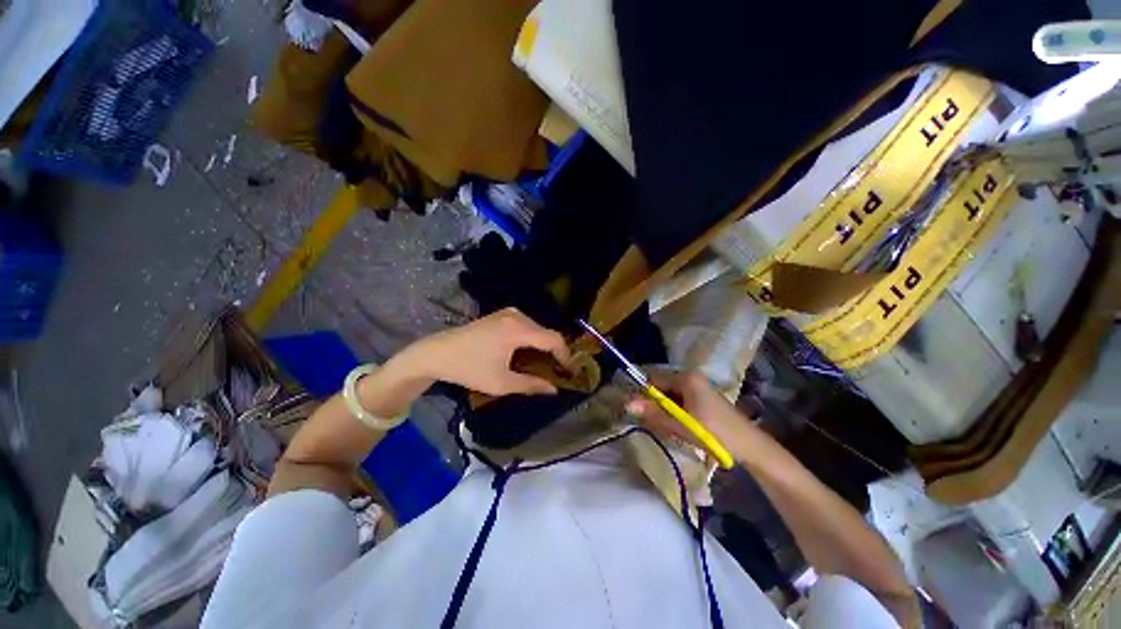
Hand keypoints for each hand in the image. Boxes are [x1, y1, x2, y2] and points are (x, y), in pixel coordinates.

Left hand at [407, 308, 570, 395]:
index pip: (553, 339)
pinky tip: (528, 354)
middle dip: (555, 351)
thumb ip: (531, 385)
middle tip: (559, 371)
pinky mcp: (501, 315)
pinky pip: (526, 326)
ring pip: (537, 329)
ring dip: (543, 346)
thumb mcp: (501, 382)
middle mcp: (517, 316)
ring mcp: (508, 313)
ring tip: (545, 365)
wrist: (436, 353)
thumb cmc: (469, 368)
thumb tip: (554, 390)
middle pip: (546, 332)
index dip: (566, 355)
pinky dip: (532, 339)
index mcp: (518, 329)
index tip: (571, 372)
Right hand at [625, 370, 760, 456]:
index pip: (653, 379)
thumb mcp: (680, 425)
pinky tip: (679, 425)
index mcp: (686, 377)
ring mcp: (698, 385)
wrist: (749, 446)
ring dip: (665, 409)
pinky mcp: (702, 396)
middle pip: (661, 385)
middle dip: (655, 403)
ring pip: (670, 394)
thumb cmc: (714, 433)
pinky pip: (680, 399)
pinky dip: (675, 410)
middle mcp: (691, 376)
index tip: (637, 411)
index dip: (643, 394)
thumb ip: (653, 413)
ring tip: (668, 426)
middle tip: (654, 422)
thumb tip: (627, 403)